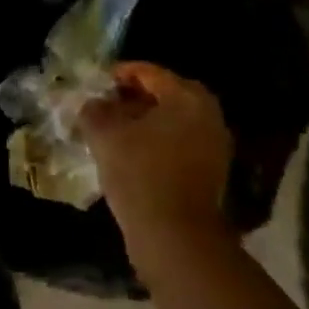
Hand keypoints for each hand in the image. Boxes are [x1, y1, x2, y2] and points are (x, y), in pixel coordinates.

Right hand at [80, 62, 233, 263]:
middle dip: (135, 97)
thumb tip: (93, 103)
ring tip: (114, 129)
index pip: (149, 73)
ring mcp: (214, 145)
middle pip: (166, 95)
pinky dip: (157, 141)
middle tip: (107, 103)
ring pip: (174, 121)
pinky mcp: (211, 171)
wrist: (174, 235)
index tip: (97, 82)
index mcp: (187, 98)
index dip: (120, 74)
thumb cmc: (139, 173)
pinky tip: (132, 153)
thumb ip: (94, 110)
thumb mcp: (104, 135)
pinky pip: (180, 143)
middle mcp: (208, 115)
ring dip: (146, 121)